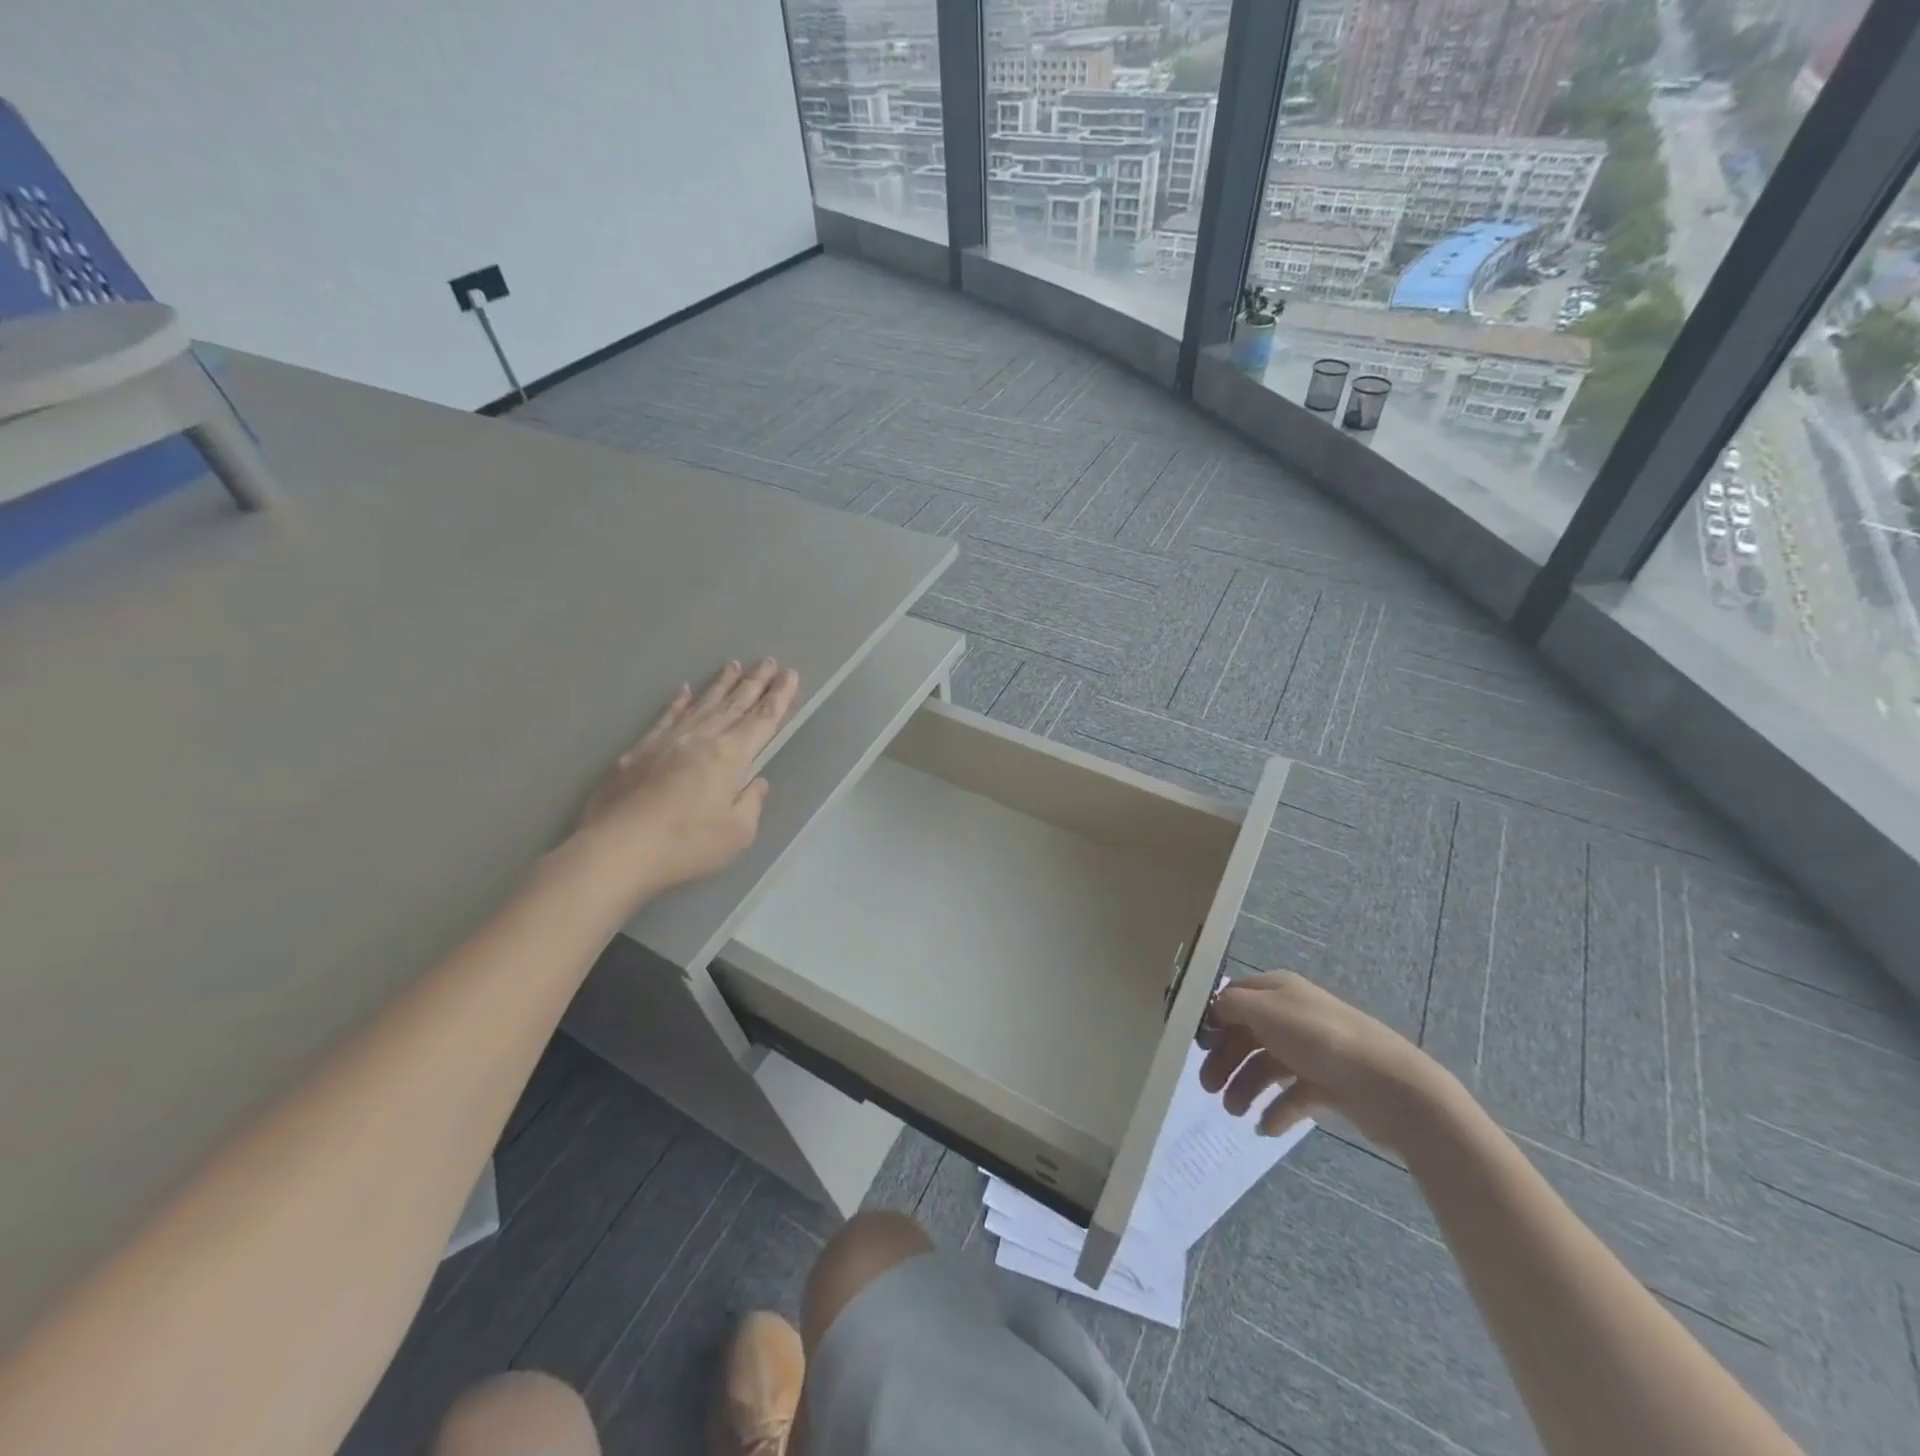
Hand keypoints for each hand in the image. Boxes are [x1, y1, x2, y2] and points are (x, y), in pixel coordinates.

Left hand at [572, 658, 799, 901]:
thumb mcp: (737, 833)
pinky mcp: (639, 752)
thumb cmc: (686, 845)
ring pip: (701, 705)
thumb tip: (756, 782)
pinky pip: (665, 718)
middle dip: (754, 682)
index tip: (790, 674)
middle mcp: (701, 739)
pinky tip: (683, 691)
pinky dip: (677, 703)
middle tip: (767, 661)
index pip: (762, 720)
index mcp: (730, 756)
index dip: (779, 697)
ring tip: (733, 666)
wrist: (617, 850)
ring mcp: (667, 741)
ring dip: (720, 685)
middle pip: (734, 704)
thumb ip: (751, 803)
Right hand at [1198, 971, 1451, 1148]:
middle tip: (1208, 1089)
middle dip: (1225, 1060)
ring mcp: (1311, 1051)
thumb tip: (1212, 1010)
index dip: (1212, 1018)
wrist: (1390, 1086)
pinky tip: (1266, 1128)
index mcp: (1277, 990)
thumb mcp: (1265, 1011)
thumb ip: (1230, 1005)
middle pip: (1246, 1034)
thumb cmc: (1319, 1039)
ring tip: (1236, 1113)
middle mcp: (1292, 1015)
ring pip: (1266, 1066)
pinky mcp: (1328, 1084)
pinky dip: (1276, 1111)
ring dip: (1245, 1088)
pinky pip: (1292, 1096)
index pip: (1233, 997)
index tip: (1195, 1046)